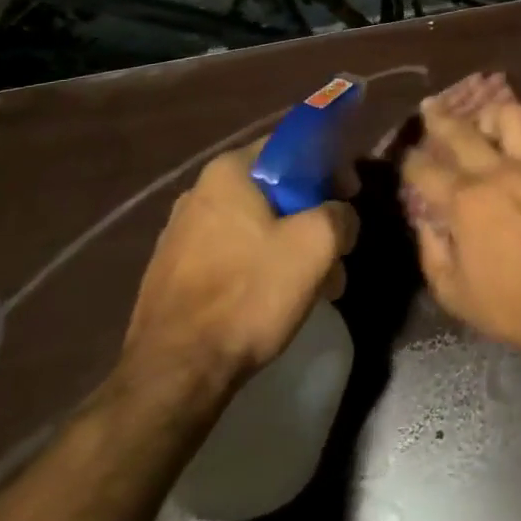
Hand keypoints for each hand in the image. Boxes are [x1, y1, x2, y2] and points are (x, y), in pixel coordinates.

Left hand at [117, 142, 358, 402]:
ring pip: (254, 226)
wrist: (175, 375)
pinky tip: (276, 301)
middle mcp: (198, 192)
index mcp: (228, 171)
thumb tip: (341, 217)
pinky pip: (230, 255)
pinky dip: (259, 268)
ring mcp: (179, 234)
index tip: (349, 195)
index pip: (289, 145)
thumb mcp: (317, 244)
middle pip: (273, 189)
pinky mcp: (171, 274)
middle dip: (311, 216)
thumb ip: (340, 215)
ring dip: (289, 246)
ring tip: (316, 285)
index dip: (328, 165)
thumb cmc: (249, 293)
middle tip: (336, 249)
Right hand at [400, 73, 520, 369]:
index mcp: (465, 202)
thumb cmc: (514, 308)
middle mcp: (497, 172)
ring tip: (486, 125)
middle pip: (461, 130)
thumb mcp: (456, 295)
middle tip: (429, 107)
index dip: (409, 161)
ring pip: (510, 115)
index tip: (405, 157)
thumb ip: (432, 253)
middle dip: (438, 116)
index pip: (425, 169)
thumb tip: (425, 223)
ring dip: (492, 117)